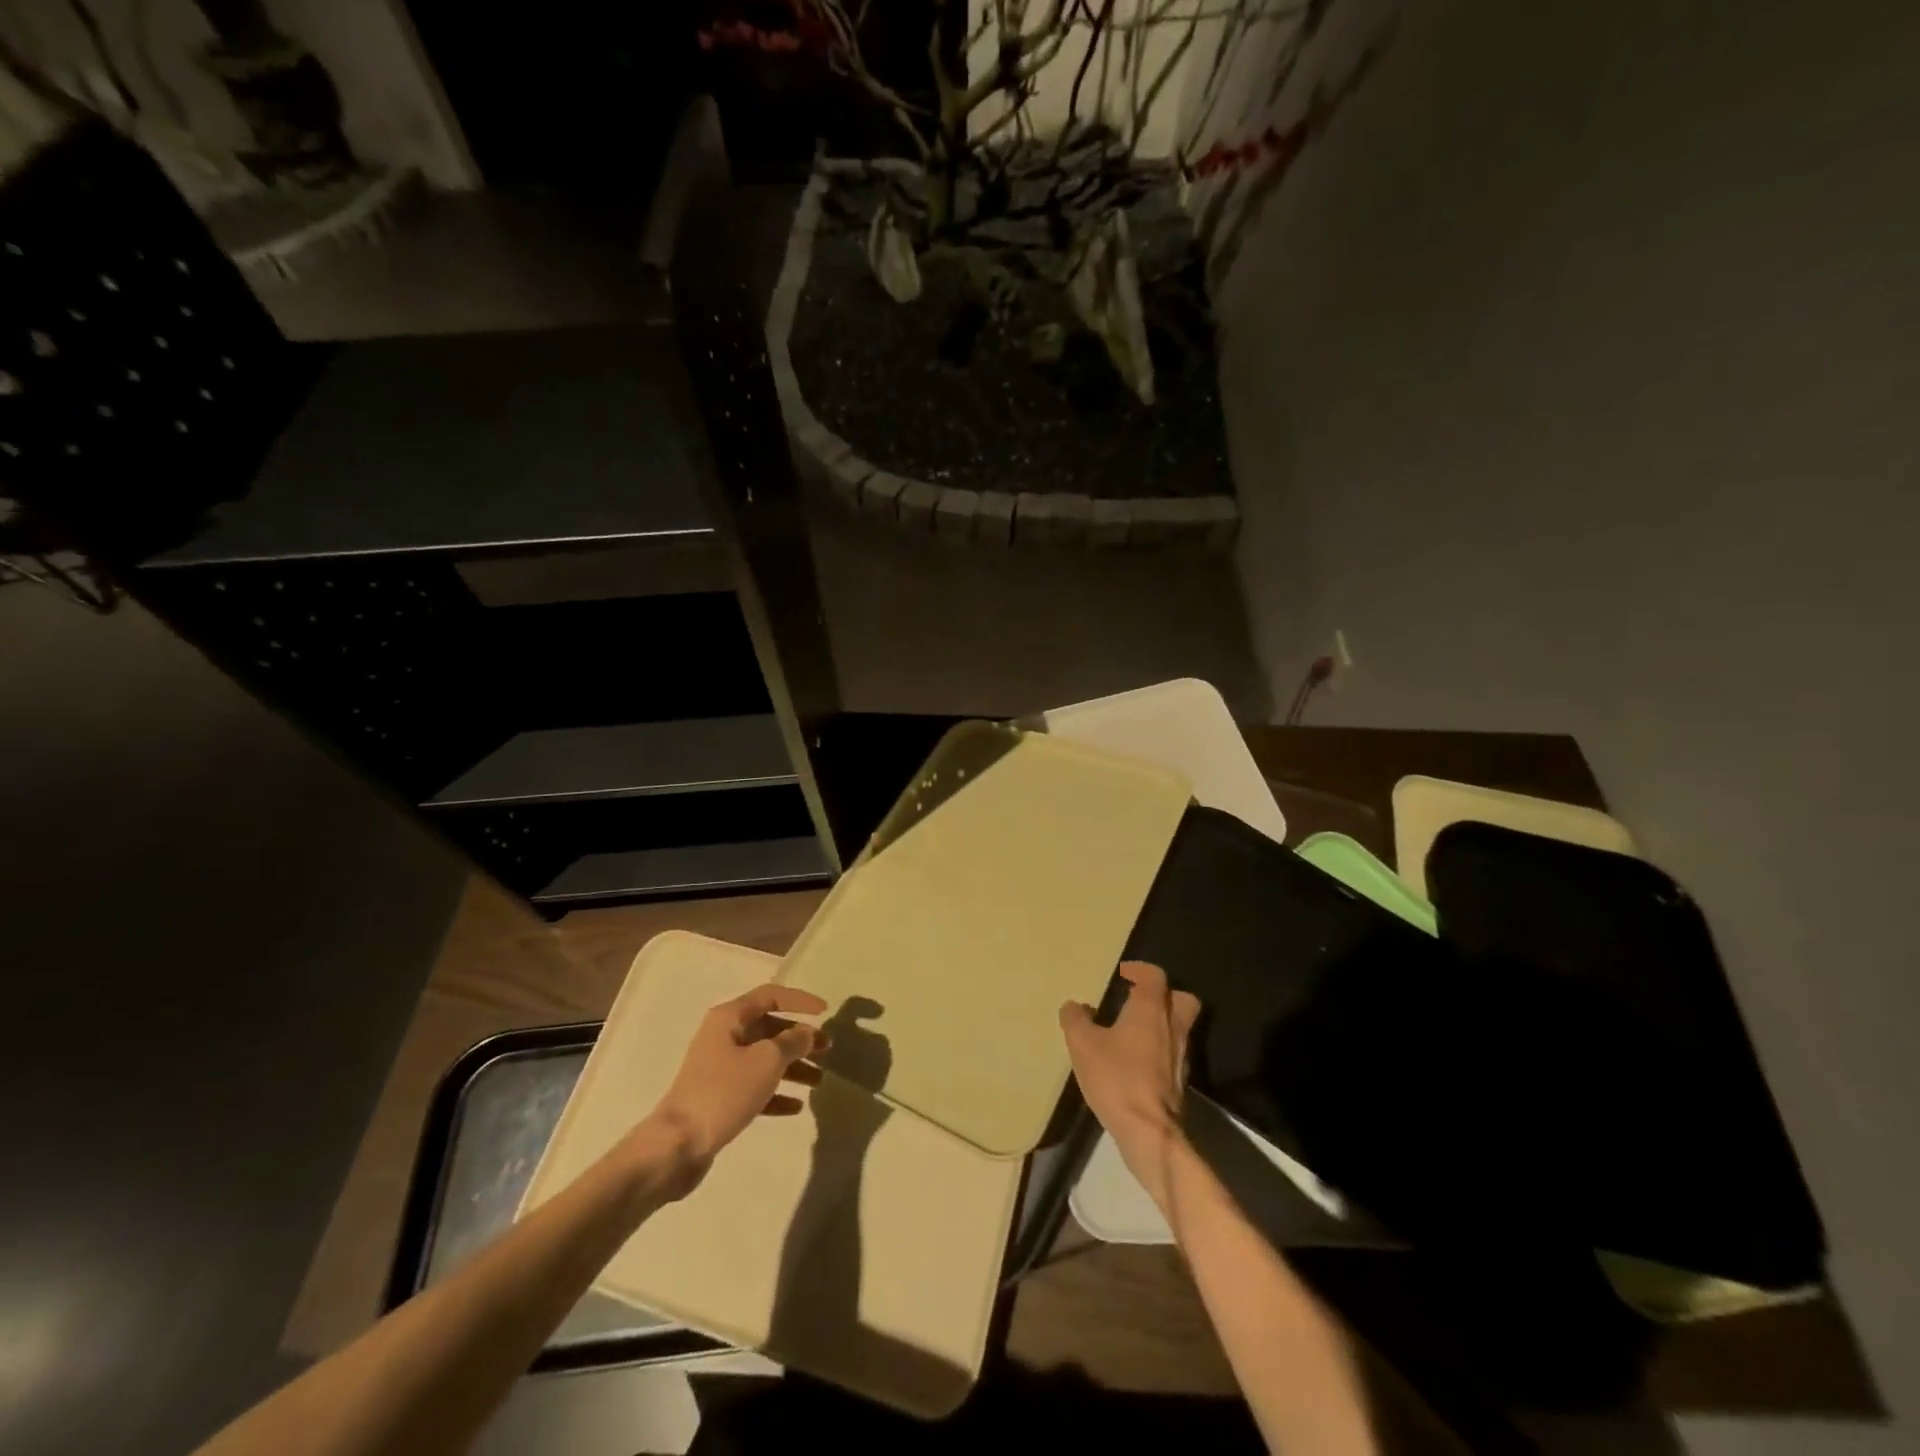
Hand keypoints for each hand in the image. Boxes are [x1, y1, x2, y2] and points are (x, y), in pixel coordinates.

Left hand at [641, 984, 829, 1194]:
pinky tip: (797, 1106)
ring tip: (819, 1080)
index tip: (826, 1012)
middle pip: (769, 1029)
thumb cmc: (724, 1092)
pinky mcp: (720, 1098)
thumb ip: (792, 1042)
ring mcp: (720, 1069)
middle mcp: (723, 1037)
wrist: (677, 1146)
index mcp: (729, 1017)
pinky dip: (776, 1093)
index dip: (800, 1001)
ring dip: (793, 1067)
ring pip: (765, 1059)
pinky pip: (755, 1088)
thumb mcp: (766, 1060)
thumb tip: (807, 1032)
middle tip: (827, 1050)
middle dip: (800, 1038)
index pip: (771, 996)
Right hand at [1060, 962, 1201, 1204]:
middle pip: (1181, 998)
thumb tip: (1073, 1006)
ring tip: (1131, 1030)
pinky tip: (1137, 1060)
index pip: (1155, 976)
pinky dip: (1159, 1047)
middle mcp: (1172, 1027)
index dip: (1140, 969)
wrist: (1148, 1130)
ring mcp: (1181, 1055)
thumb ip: (1076, 1019)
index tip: (1123, 973)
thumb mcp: (1083, 1045)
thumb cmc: (1116, 1078)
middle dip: (1163, 994)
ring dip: (1161, 1022)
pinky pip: (1173, 1051)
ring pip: (1179, 1026)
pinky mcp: (1180, 1080)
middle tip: (1138, 998)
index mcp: (1151, 1010)